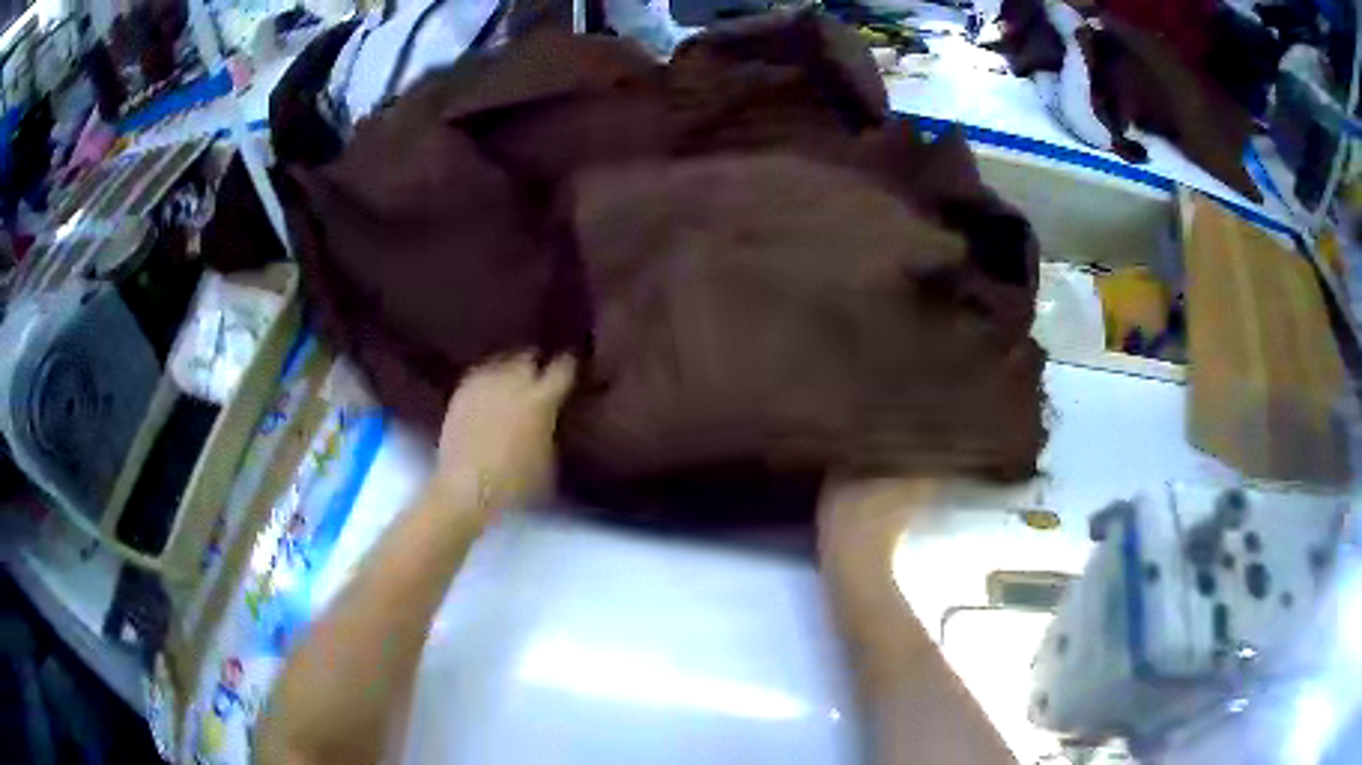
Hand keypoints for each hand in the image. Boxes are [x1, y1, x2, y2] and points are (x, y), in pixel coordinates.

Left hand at [431, 353, 575, 521]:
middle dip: (536, 364)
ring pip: (502, 361)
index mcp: (541, 399)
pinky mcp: (461, 391)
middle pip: (529, 357)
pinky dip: (488, 378)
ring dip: (510, 369)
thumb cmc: (516, 484)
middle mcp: (513, 382)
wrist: (467, 489)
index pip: (563, 367)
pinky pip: (480, 374)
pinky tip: (489, 390)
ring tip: (513, 380)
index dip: (570, 365)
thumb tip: (553, 417)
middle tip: (539, 376)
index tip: (573, 367)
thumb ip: (552, 429)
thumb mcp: (549, 459)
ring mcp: (484, 383)